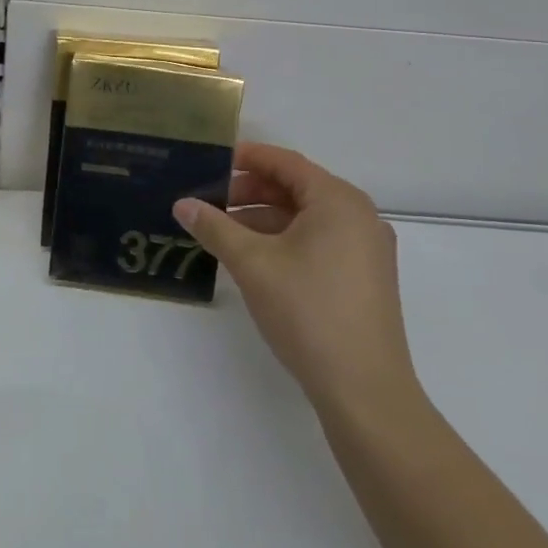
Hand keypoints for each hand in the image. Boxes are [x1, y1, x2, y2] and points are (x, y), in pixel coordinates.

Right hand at [174, 143, 417, 415]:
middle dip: (250, 191)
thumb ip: (215, 227)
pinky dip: (284, 240)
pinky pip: (319, 240)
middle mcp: (358, 216)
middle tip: (208, 201)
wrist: (364, 390)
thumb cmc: (308, 311)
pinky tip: (254, 258)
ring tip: (222, 231)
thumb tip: (182, 204)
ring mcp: (366, 248)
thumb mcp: (252, 264)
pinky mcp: (364, 277)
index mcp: (338, 201)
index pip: (285, 162)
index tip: (209, 161)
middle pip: (296, 188)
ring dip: (263, 218)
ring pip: (306, 217)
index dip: (246, 158)